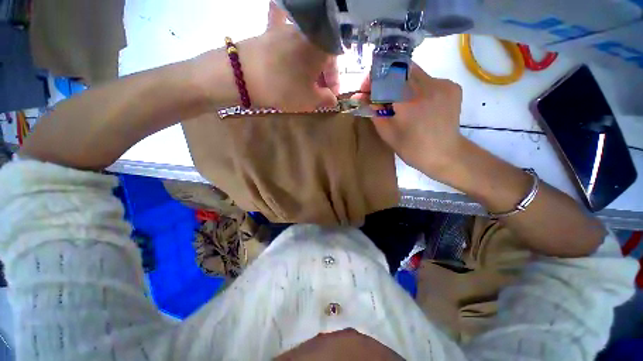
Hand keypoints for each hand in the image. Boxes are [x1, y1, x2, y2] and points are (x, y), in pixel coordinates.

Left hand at [240, 26, 338, 110]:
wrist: (244, 74)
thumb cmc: (284, 87)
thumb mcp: (310, 99)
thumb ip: (325, 99)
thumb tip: (332, 99)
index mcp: (320, 46)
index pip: (335, 64)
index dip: (334, 83)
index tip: (332, 97)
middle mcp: (306, 33)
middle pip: (320, 56)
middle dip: (322, 76)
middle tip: (320, 93)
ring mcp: (286, 30)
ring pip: (305, 51)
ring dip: (309, 68)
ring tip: (306, 85)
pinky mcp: (270, 33)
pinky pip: (288, 44)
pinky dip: (293, 58)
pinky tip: (290, 64)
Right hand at [367, 64, 465, 177]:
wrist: (444, 154)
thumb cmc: (412, 148)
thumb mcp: (387, 133)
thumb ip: (373, 112)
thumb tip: (359, 97)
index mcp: (409, 102)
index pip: (387, 75)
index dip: (374, 78)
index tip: (367, 89)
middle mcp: (428, 86)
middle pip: (401, 69)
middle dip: (387, 79)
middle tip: (381, 94)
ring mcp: (443, 85)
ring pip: (415, 73)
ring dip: (401, 83)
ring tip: (399, 101)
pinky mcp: (453, 87)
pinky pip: (428, 80)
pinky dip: (417, 88)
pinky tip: (417, 103)